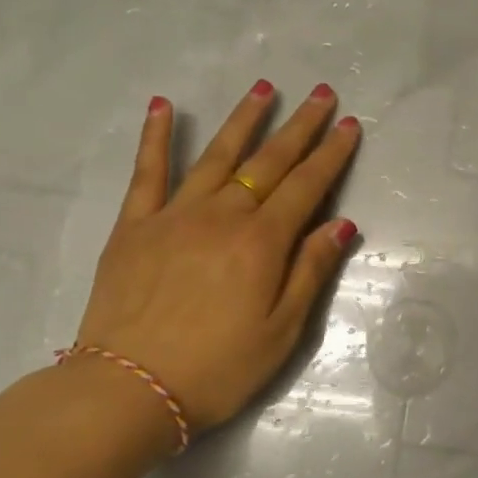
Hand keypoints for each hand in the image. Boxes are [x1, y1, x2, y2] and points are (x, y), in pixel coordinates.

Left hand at [75, 81, 360, 433]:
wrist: (128, 389)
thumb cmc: (218, 368)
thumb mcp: (282, 331)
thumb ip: (311, 271)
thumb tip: (341, 224)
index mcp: (262, 242)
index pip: (307, 186)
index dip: (331, 154)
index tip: (349, 124)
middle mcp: (222, 216)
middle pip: (269, 161)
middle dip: (299, 126)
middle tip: (320, 93)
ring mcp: (174, 215)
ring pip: (217, 155)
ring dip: (243, 119)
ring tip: (264, 88)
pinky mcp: (134, 226)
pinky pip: (147, 172)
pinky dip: (156, 137)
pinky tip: (164, 106)